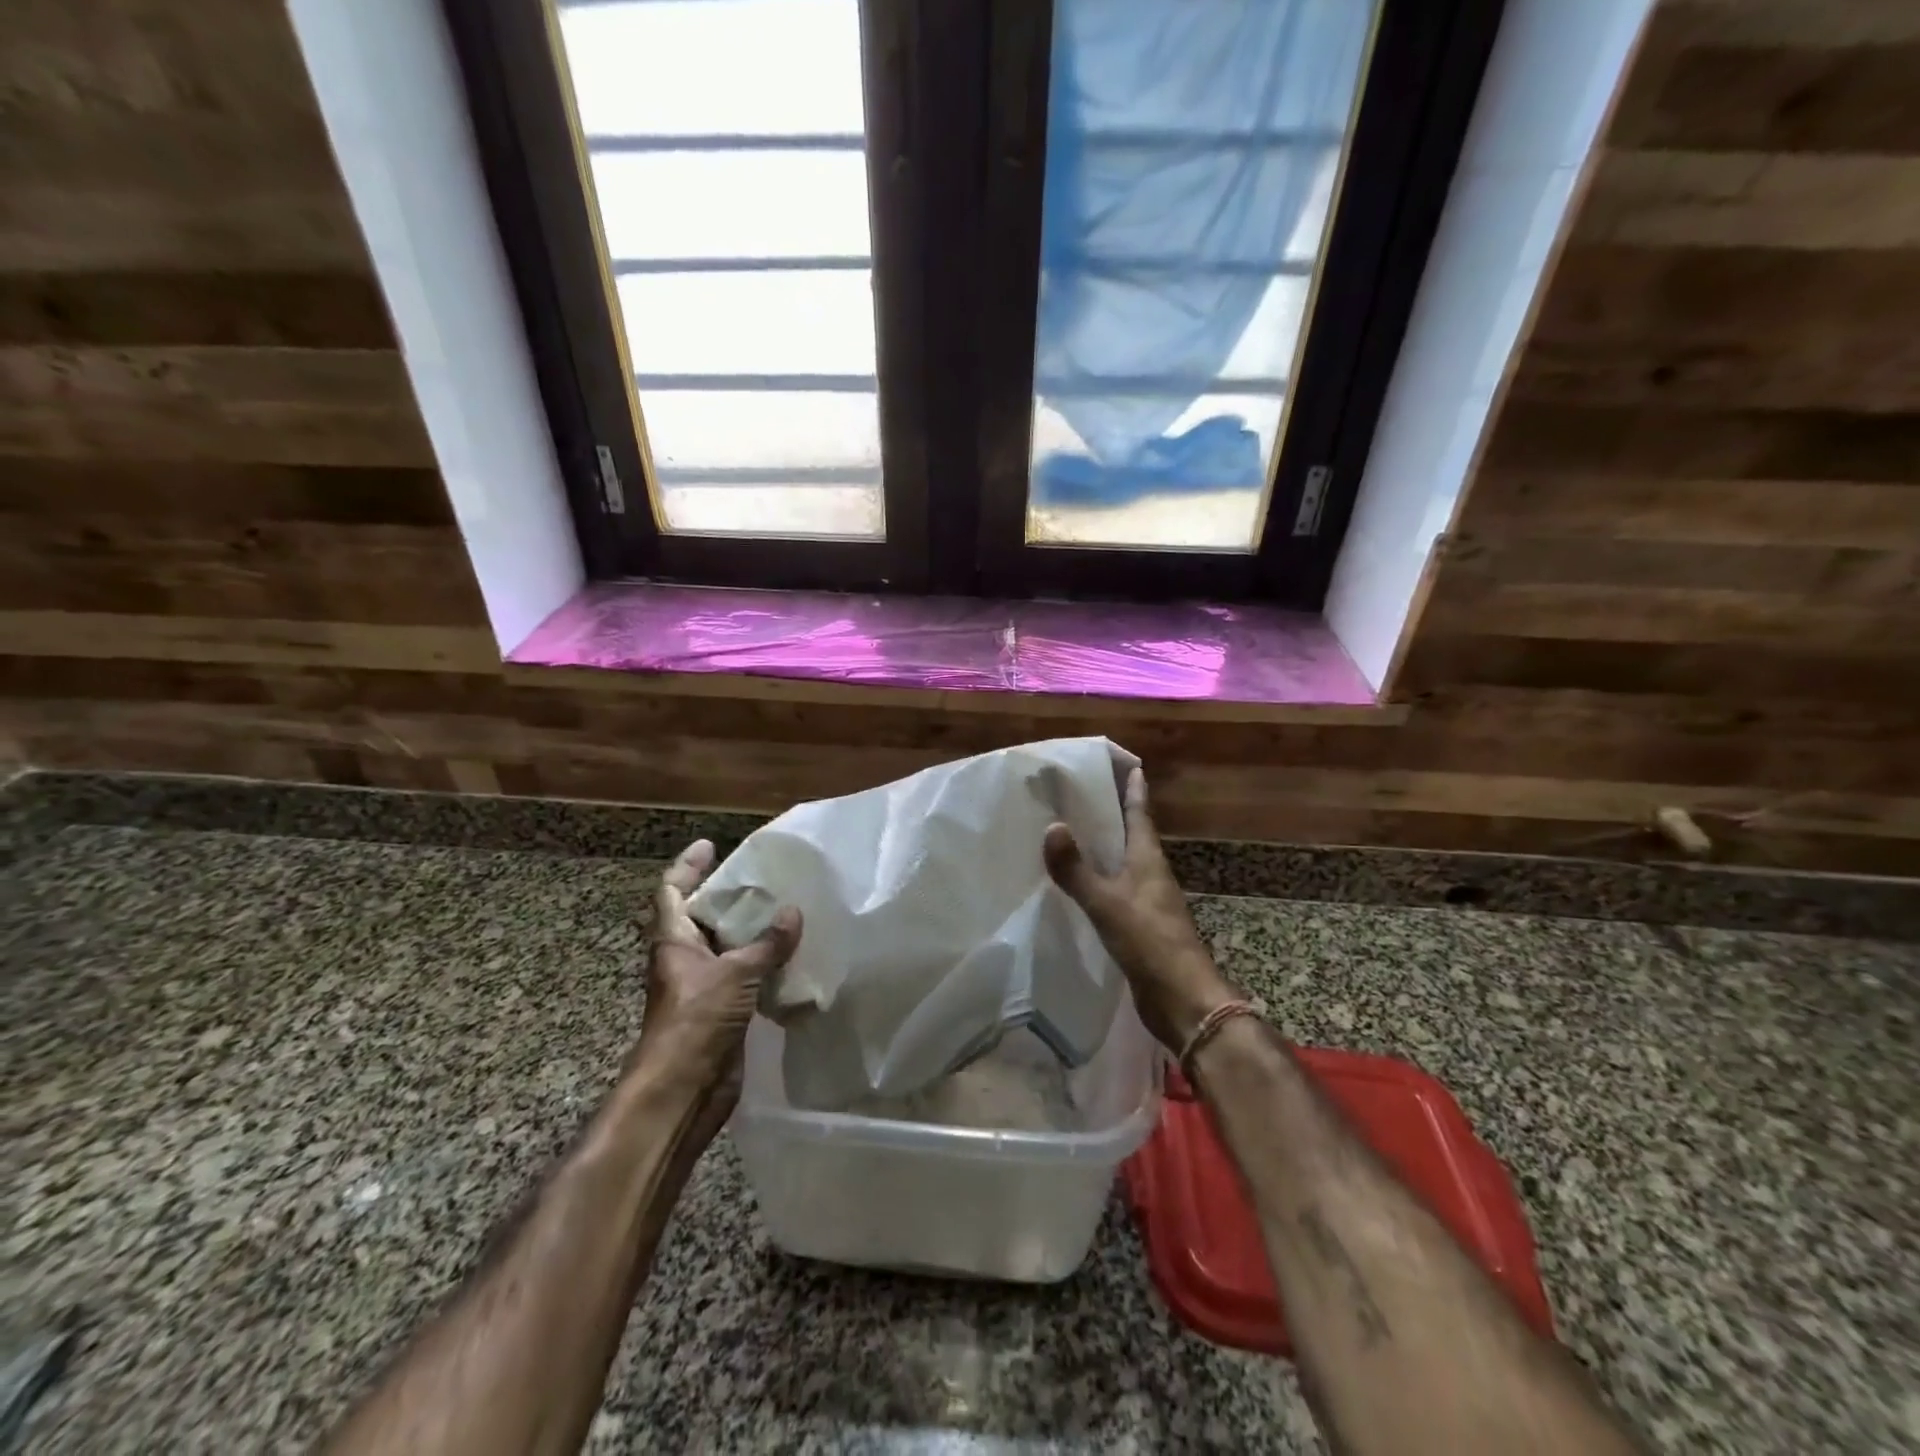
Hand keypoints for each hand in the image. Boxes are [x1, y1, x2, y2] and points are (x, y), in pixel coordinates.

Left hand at [632, 839, 801, 1132]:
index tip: (710, 845)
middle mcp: (686, 960)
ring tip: (786, 909)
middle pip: (702, 918)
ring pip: (727, 948)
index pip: (672, 892)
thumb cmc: (695, 1021)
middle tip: (763, 876)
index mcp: (673, 942)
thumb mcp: (734, 974)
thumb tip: (793, 912)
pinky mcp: (724, 1012)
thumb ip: (766, 944)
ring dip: (752, 932)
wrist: (683, 1090)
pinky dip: (766, 965)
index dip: (687, 866)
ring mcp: (704, 987)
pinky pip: (746, 978)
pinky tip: (793, 956)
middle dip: (728, 897)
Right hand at [1044, 767, 1235, 1052]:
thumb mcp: (1107, 902)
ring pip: (1125, 862)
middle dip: (1115, 812)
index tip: (1128, 764)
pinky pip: (1117, 889)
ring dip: (1107, 846)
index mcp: (1148, 860)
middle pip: (1133, 834)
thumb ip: (1077, 869)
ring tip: (1077, 832)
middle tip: (1086, 791)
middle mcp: (1151, 874)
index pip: (1140, 814)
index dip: (1133, 789)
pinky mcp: (1141, 925)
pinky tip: (1081, 883)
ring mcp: (1148, 901)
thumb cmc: (1149, 941)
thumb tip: (1052, 826)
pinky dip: (1100, 878)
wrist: (1182, 999)